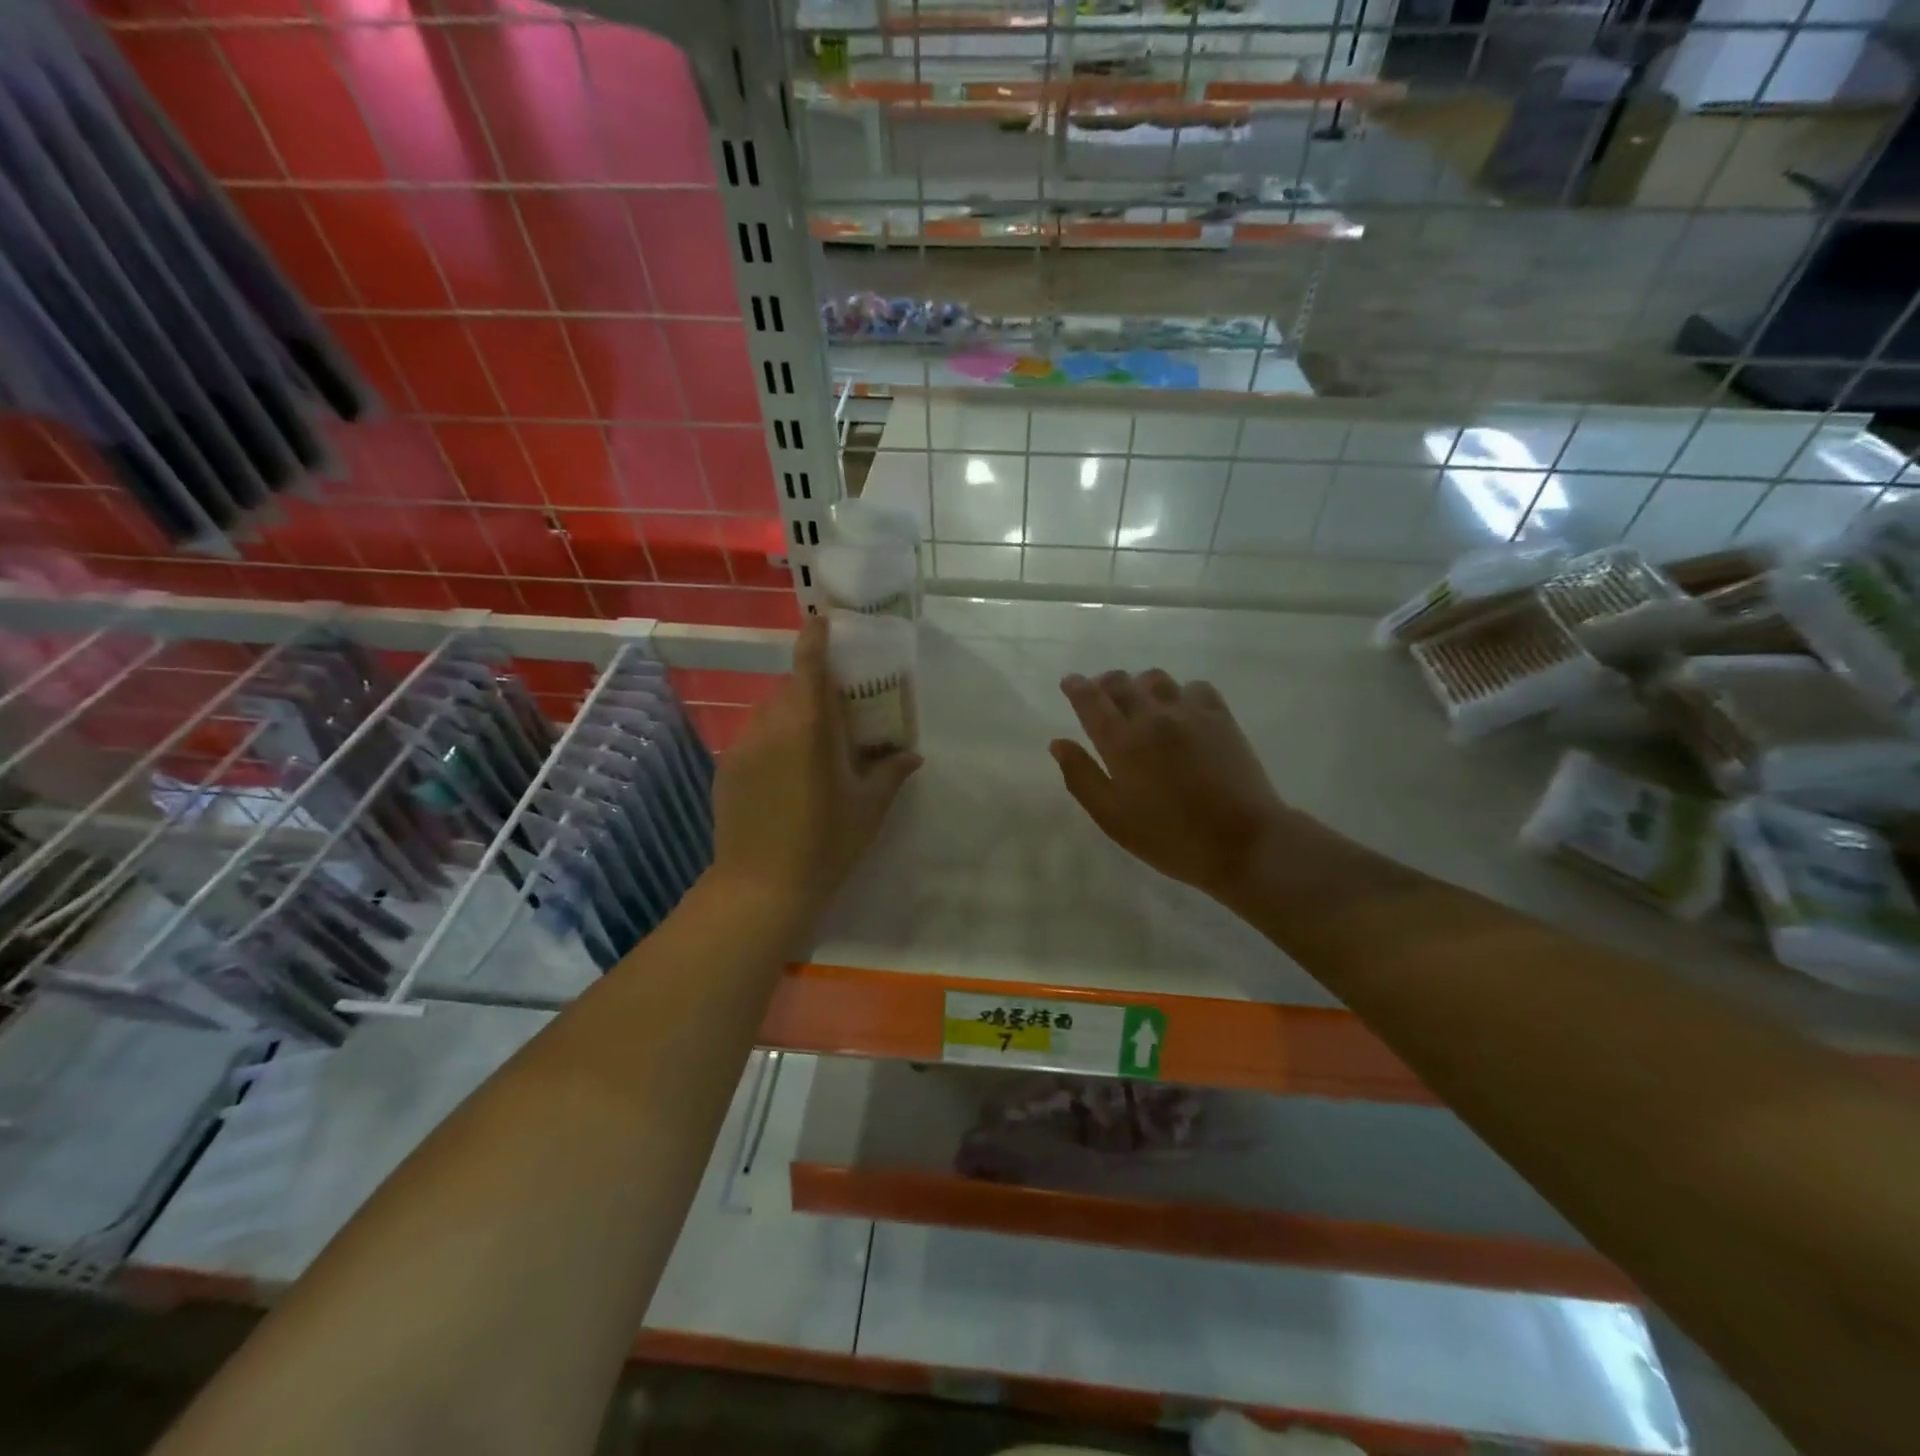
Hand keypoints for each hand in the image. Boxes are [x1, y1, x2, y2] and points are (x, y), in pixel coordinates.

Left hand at [711, 617, 921, 926]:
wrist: (761, 889)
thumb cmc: (825, 844)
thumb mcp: (868, 808)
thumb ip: (889, 773)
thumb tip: (911, 754)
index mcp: (809, 726)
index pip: (809, 665)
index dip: (815, 638)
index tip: (823, 622)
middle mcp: (770, 725)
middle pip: (790, 688)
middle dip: (812, 689)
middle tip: (837, 711)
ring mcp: (742, 747)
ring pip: (769, 713)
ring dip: (791, 716)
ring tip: (813, 748)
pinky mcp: (725, 769)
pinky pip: (753, 738)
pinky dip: (773, 741)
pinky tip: (786, 777)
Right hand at [1051, 670, 1291, 906]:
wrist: (1243, 843)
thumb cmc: (1170, 838)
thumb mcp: (1113, 818)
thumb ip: (1082, 777)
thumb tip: (1058, 743)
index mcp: (1121, 742)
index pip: (1091, 700)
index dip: (1076, 687)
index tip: (1069, 682)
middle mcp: (1152, 717)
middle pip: (1121, 682)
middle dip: (1104, 683)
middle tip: (1100, 695)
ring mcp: (1190, 713)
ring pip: (1156, 679)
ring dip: (1140, 685)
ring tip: (1140, 702)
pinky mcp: (1221, 717)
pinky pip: (1194, 687)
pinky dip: (1179, 692)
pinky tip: (1180, 710)